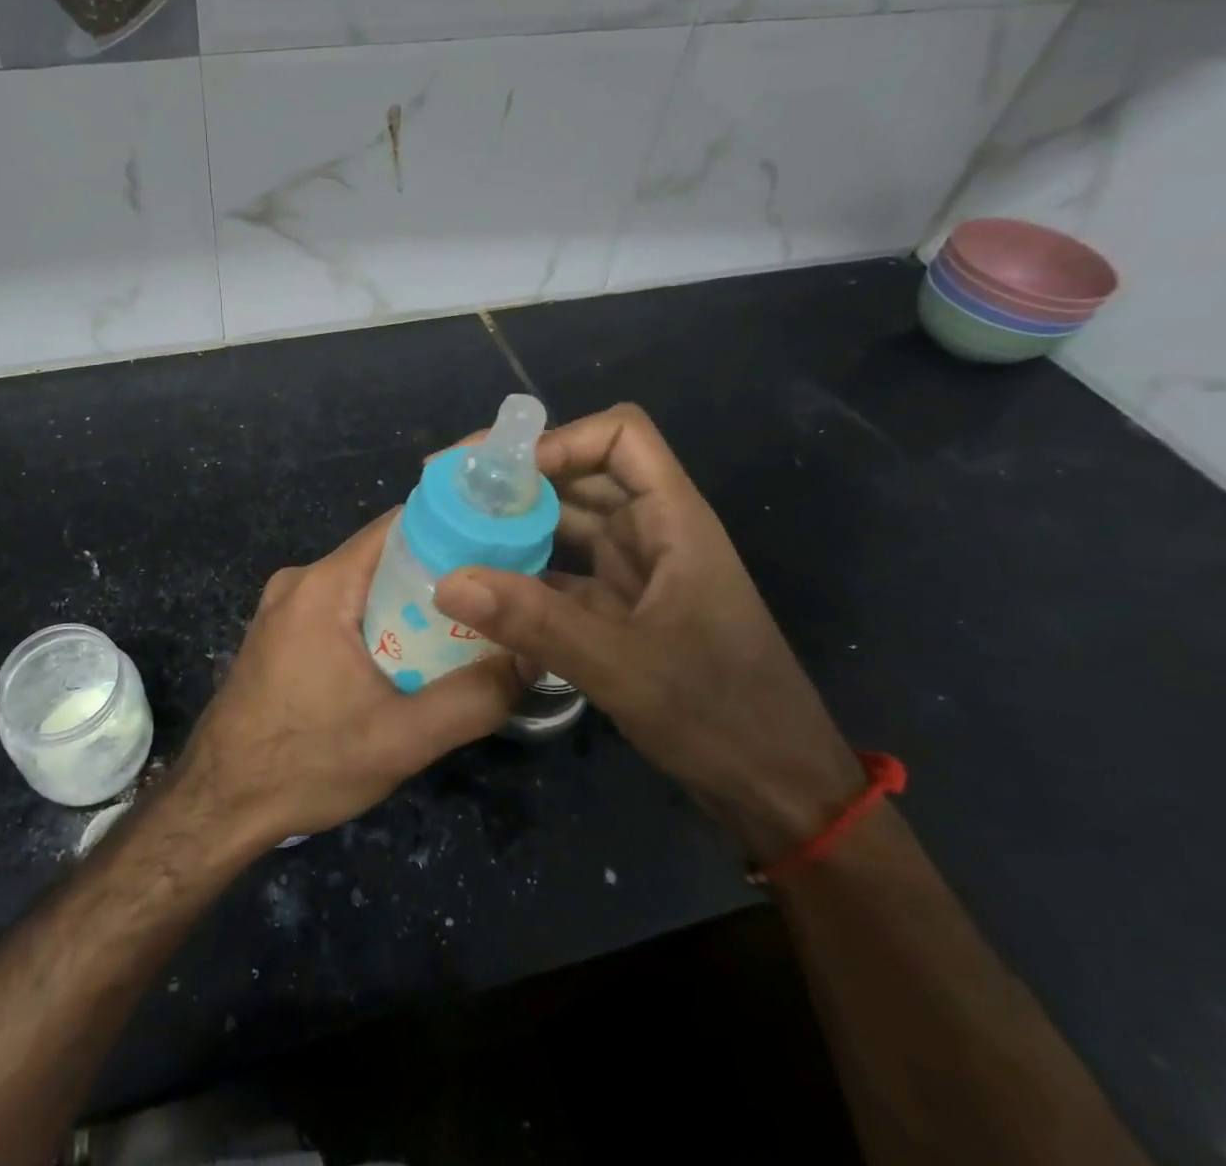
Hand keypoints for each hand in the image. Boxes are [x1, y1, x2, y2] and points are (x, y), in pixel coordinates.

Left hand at [175, 511, 522, 850]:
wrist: (218, 804)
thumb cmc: (305, 764)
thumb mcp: (402, 740)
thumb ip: (473, 699)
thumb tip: (532, 657)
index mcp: (324, 585)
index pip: (399, 526)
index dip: (452, 532)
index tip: (497, 555)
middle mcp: (300, 581)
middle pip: (384, 556)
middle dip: (437, 577)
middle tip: (487, 610)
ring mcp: (283, 606)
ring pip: (363, 585)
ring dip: (407, 606)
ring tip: (455, 639)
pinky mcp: (278, 632)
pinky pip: (339, 608)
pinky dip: (375, 623)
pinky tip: (400, 662)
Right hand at [433, 403, 861, 861]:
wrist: (778, 790)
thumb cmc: (721, 716)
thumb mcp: (623, 667)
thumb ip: (536, 622)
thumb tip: (447, 581)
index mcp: (673, 521)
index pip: (620, 436)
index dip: (560, 440)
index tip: (499, 473)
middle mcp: (653, 533)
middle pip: (583, 473)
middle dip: (518, 476)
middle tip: (449, 489)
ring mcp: (637, 572)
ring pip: (569, 522)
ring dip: (516, 521)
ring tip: (452, 528)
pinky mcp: (621, 609)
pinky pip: (563, 570)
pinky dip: (524, 570)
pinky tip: (480, 586)